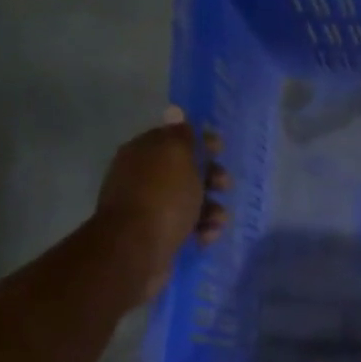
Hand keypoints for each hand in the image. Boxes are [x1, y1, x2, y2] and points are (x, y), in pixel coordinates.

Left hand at [94, 107, 229, 305]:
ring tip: (217, 219)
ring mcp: (149, 208)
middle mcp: (143, 177)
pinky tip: (206, 236)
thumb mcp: (177, 156)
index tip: (220, 149)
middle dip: (211, 178)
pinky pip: (187, 227)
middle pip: (186, 171)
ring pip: (190, 202)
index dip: (200, 141)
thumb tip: (176, 111)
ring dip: (211, 208)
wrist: (136, 250)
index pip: (174, 138)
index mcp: (144, 152)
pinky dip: (201, 229)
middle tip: (224, 185)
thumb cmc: (162, 197)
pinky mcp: (158, 236)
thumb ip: (181, 135)